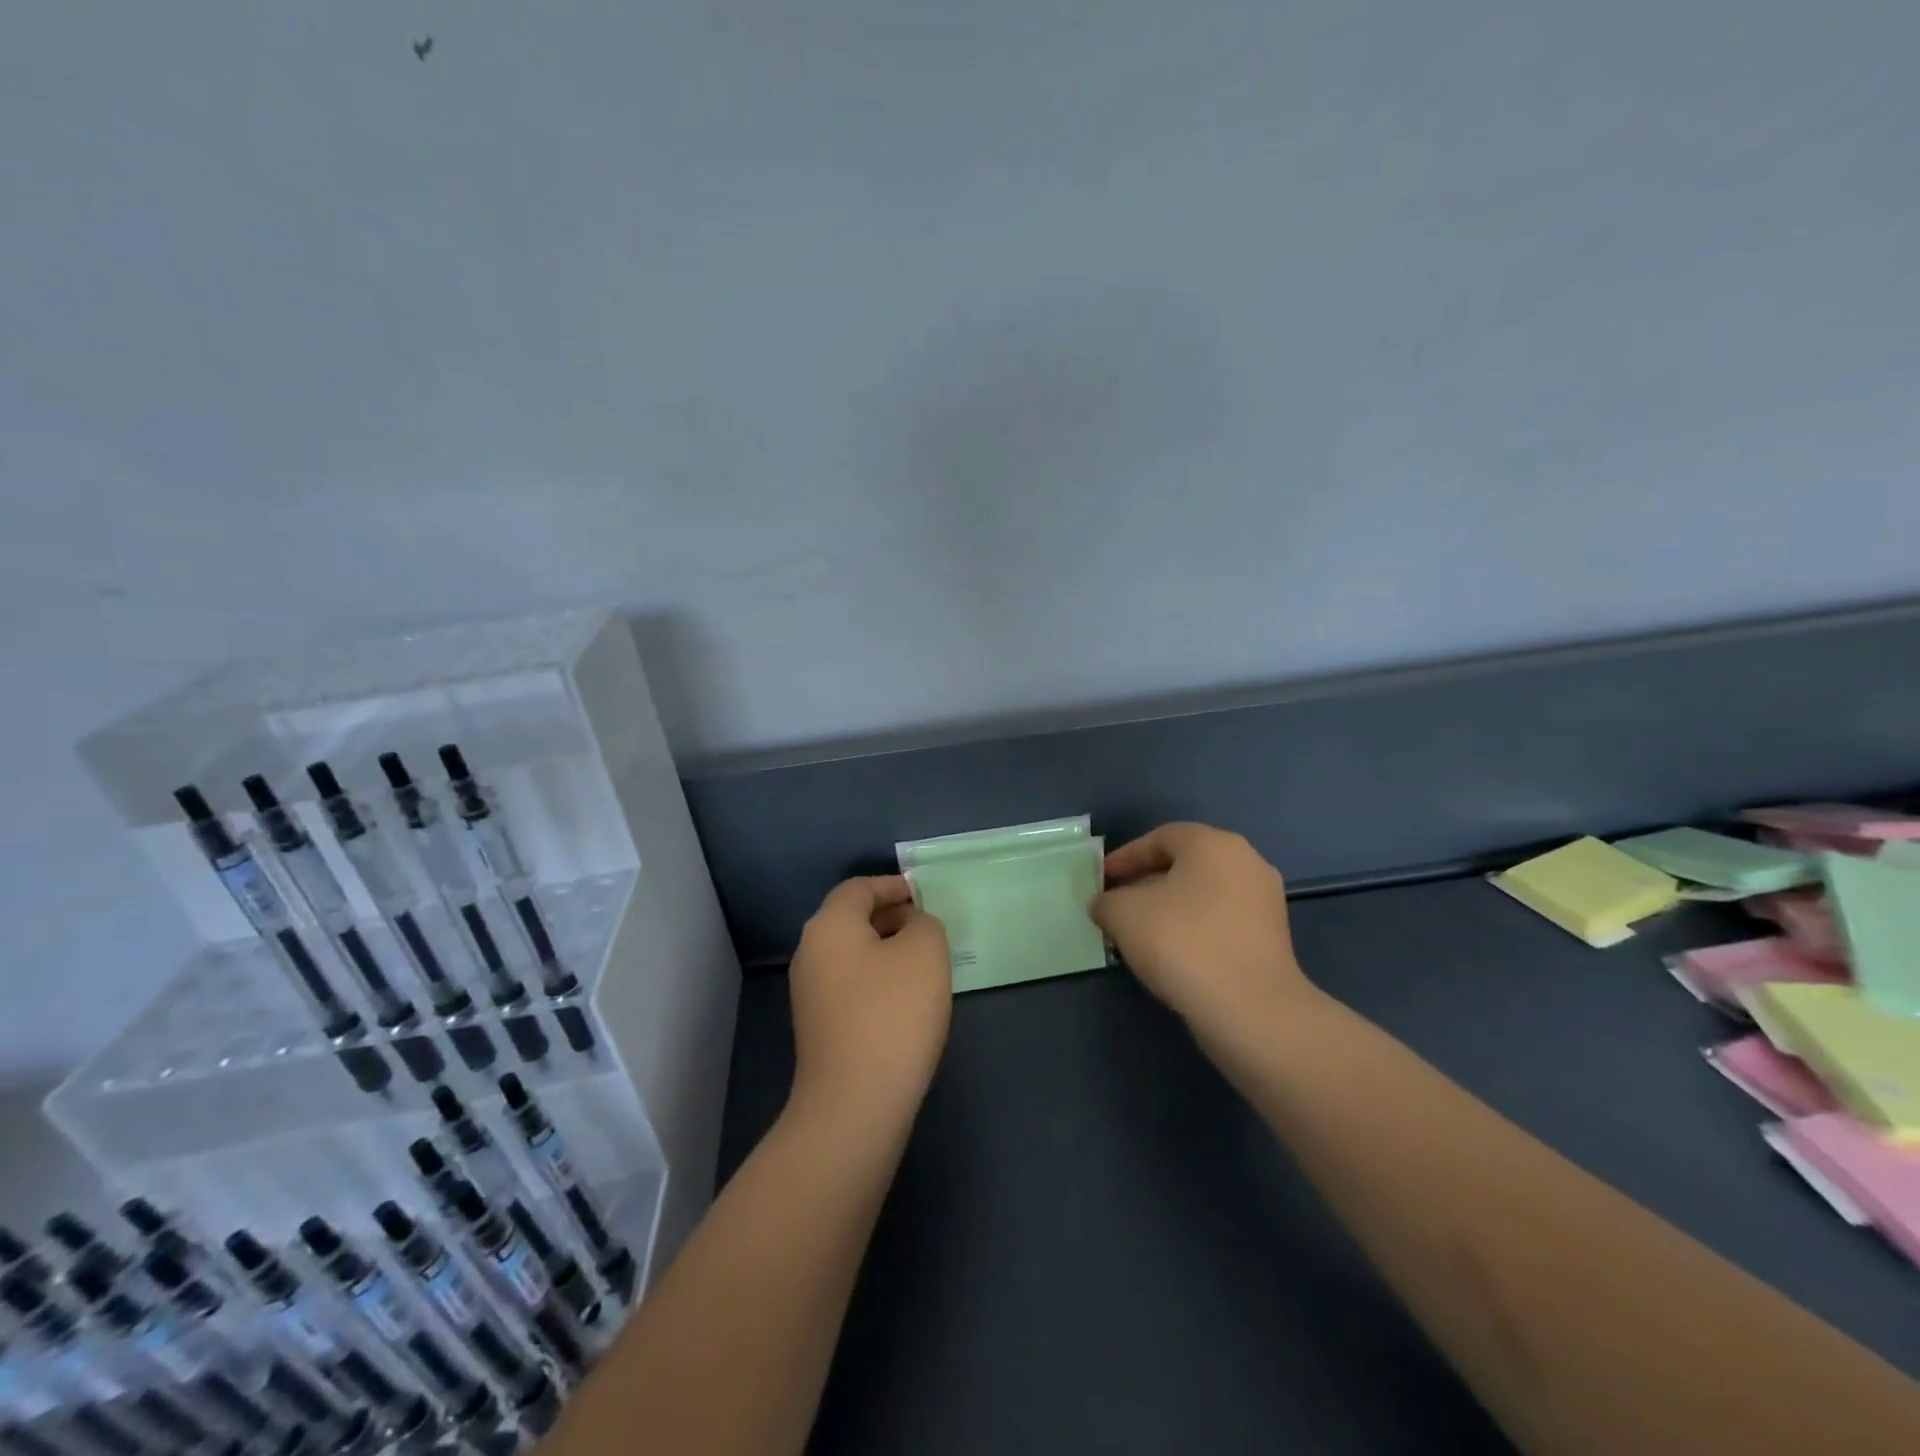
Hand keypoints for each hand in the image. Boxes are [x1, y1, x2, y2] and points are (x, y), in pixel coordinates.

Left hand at [788, 875, 952, 1127]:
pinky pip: (851, 984)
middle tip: (930, 928)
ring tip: (925, 964)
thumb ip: (924, 923)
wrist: (854, 1104)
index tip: (924, 896)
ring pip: (853, 954)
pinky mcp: (819, 1027)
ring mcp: (810, 993)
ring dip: (887, 950)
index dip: (893, 885)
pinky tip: (907, 1001)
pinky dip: (878, 979)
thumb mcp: (925, 952)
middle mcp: (810, 953)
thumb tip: (912, 927)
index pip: (859, 888)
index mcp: (829, 926)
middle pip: (852, 919)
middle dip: (892, 917)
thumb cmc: (892, 1014)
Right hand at [1091, 823, 1315, 1036]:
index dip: (1125, 858)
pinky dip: (1193, 930)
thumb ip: (1106, 902)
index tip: (1102, 881)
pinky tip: (1171, 956)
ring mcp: (1264, 902)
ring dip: (1169, 909)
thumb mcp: (1123, 915)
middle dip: (1146, 883)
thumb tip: (1105, 905)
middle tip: (1117, 905)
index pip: (1160, 838)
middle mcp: (1246, 862)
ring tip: (1138, 934)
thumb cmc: (1182, 943)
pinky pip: (1221, 922)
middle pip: (1184, 865)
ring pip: (1203, 895)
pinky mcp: (1273, 939)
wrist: (1250, 1010)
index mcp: (1213, 843)